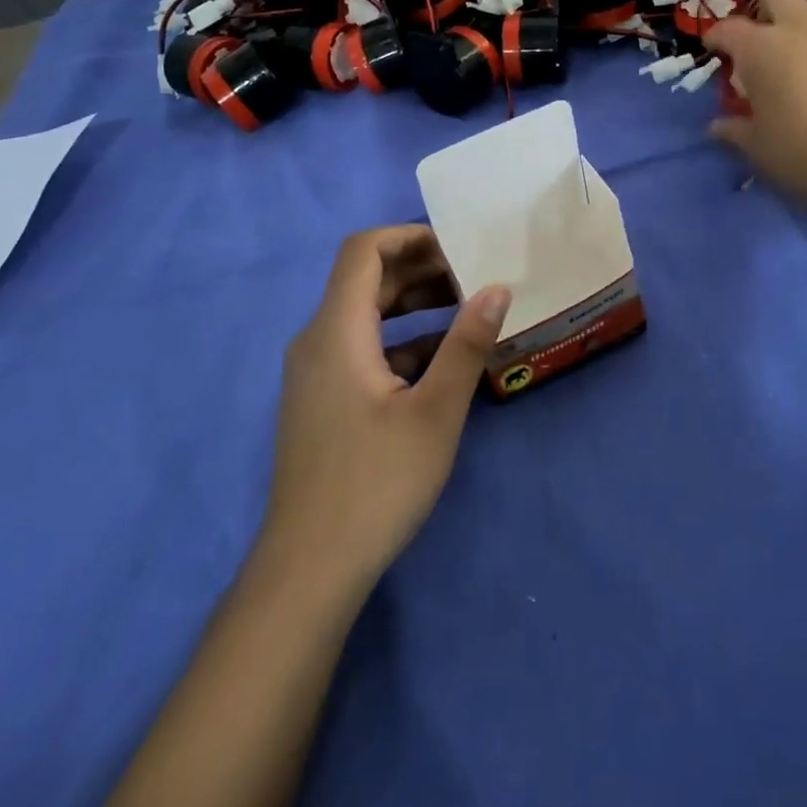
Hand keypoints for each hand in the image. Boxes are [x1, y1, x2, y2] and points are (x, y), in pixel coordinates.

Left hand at [263, 226, 510, 595]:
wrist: (309, 570)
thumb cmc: (376, 482)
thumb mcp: (436, 410)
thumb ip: (467, 343)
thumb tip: (497, 287)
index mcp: (336, 331)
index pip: (363, 251)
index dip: (409, 236)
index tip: (458, 247)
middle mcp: (317, 341)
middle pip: (365, 280)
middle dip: (420, 269)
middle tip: (474, 276)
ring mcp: (315, 374)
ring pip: (365, 315)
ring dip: (413, 304)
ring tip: (466, 309)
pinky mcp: (322, 401)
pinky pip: (362, 349)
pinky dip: (401, 341)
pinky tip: (442, 360)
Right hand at [705, 0, 806, 206]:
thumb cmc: (798, 151)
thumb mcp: (756, 145)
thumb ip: (734, 130)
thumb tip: (716, 127)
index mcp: (759, 48)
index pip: (729, 29)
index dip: (717, 36)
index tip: (714, 48)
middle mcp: (797, 28)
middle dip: (766, 10)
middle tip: (763, 37)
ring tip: (805, 41)